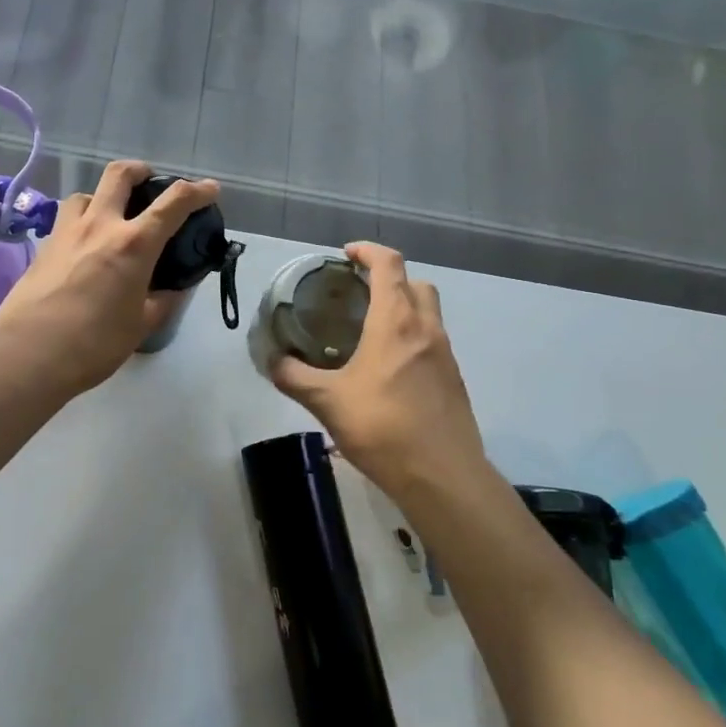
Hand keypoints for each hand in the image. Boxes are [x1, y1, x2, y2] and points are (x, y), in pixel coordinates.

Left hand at [0, 161, 219, 396]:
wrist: (29, 354)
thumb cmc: (94, 343)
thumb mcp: (141, 325)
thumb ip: (161, 301)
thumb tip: (173, 289)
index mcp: (133, 244)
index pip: (173, 203)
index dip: (197, 191)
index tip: (210, 189)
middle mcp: (99, 226)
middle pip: (120, 175)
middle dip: (141, 171)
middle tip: (150, 182)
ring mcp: (66, 233)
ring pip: (86, 194)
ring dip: (104, 197)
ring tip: (111, 218)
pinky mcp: (43, 247)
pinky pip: (66, 221)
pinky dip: (82, 223)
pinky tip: (85, 249)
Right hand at [269, 243, 489, 500]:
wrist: (442, 475)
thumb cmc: (383, 427)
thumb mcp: (327, 401)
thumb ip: (294, 377)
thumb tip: (271, 361)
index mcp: (395, 321)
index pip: (389, 264)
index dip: (368, 251)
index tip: (346, 255)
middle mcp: (426, 328)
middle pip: (415, 283)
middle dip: (388, 278)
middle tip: (357, 293)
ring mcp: (445, 354)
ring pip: (428, 313)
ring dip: (403, 308)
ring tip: (369, 331)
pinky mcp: (453, 379)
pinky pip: (432, 342)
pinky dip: (411, 338)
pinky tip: (387, 369)